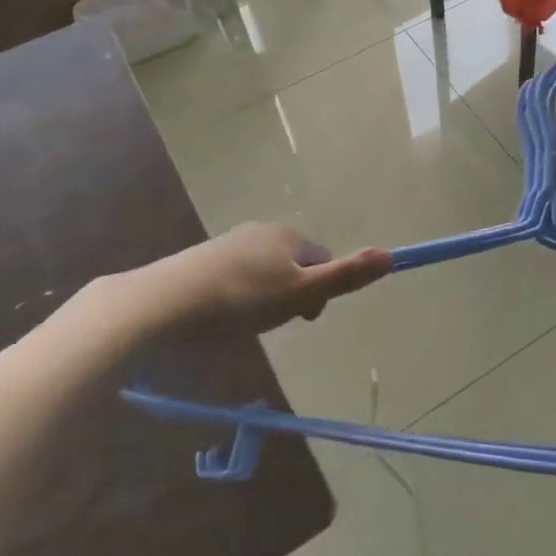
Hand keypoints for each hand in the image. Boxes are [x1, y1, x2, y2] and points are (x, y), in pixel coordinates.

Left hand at [101, 223, 392, 341]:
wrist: (163, 303)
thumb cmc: (241, 300)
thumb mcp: (301, 293)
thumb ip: (346, 276)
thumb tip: (392, 255)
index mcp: (289, 235)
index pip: (323, 260)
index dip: (320, 292)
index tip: (301, 319)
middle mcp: (261, 231)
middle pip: (294, 265)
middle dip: (292, 294)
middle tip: (271, 323)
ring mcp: (229, 243)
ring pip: (265, 272)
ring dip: (265, 297)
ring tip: (243, 324)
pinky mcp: (202, 259)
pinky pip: (236, 277)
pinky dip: (238, 297)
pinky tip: (220, 317)